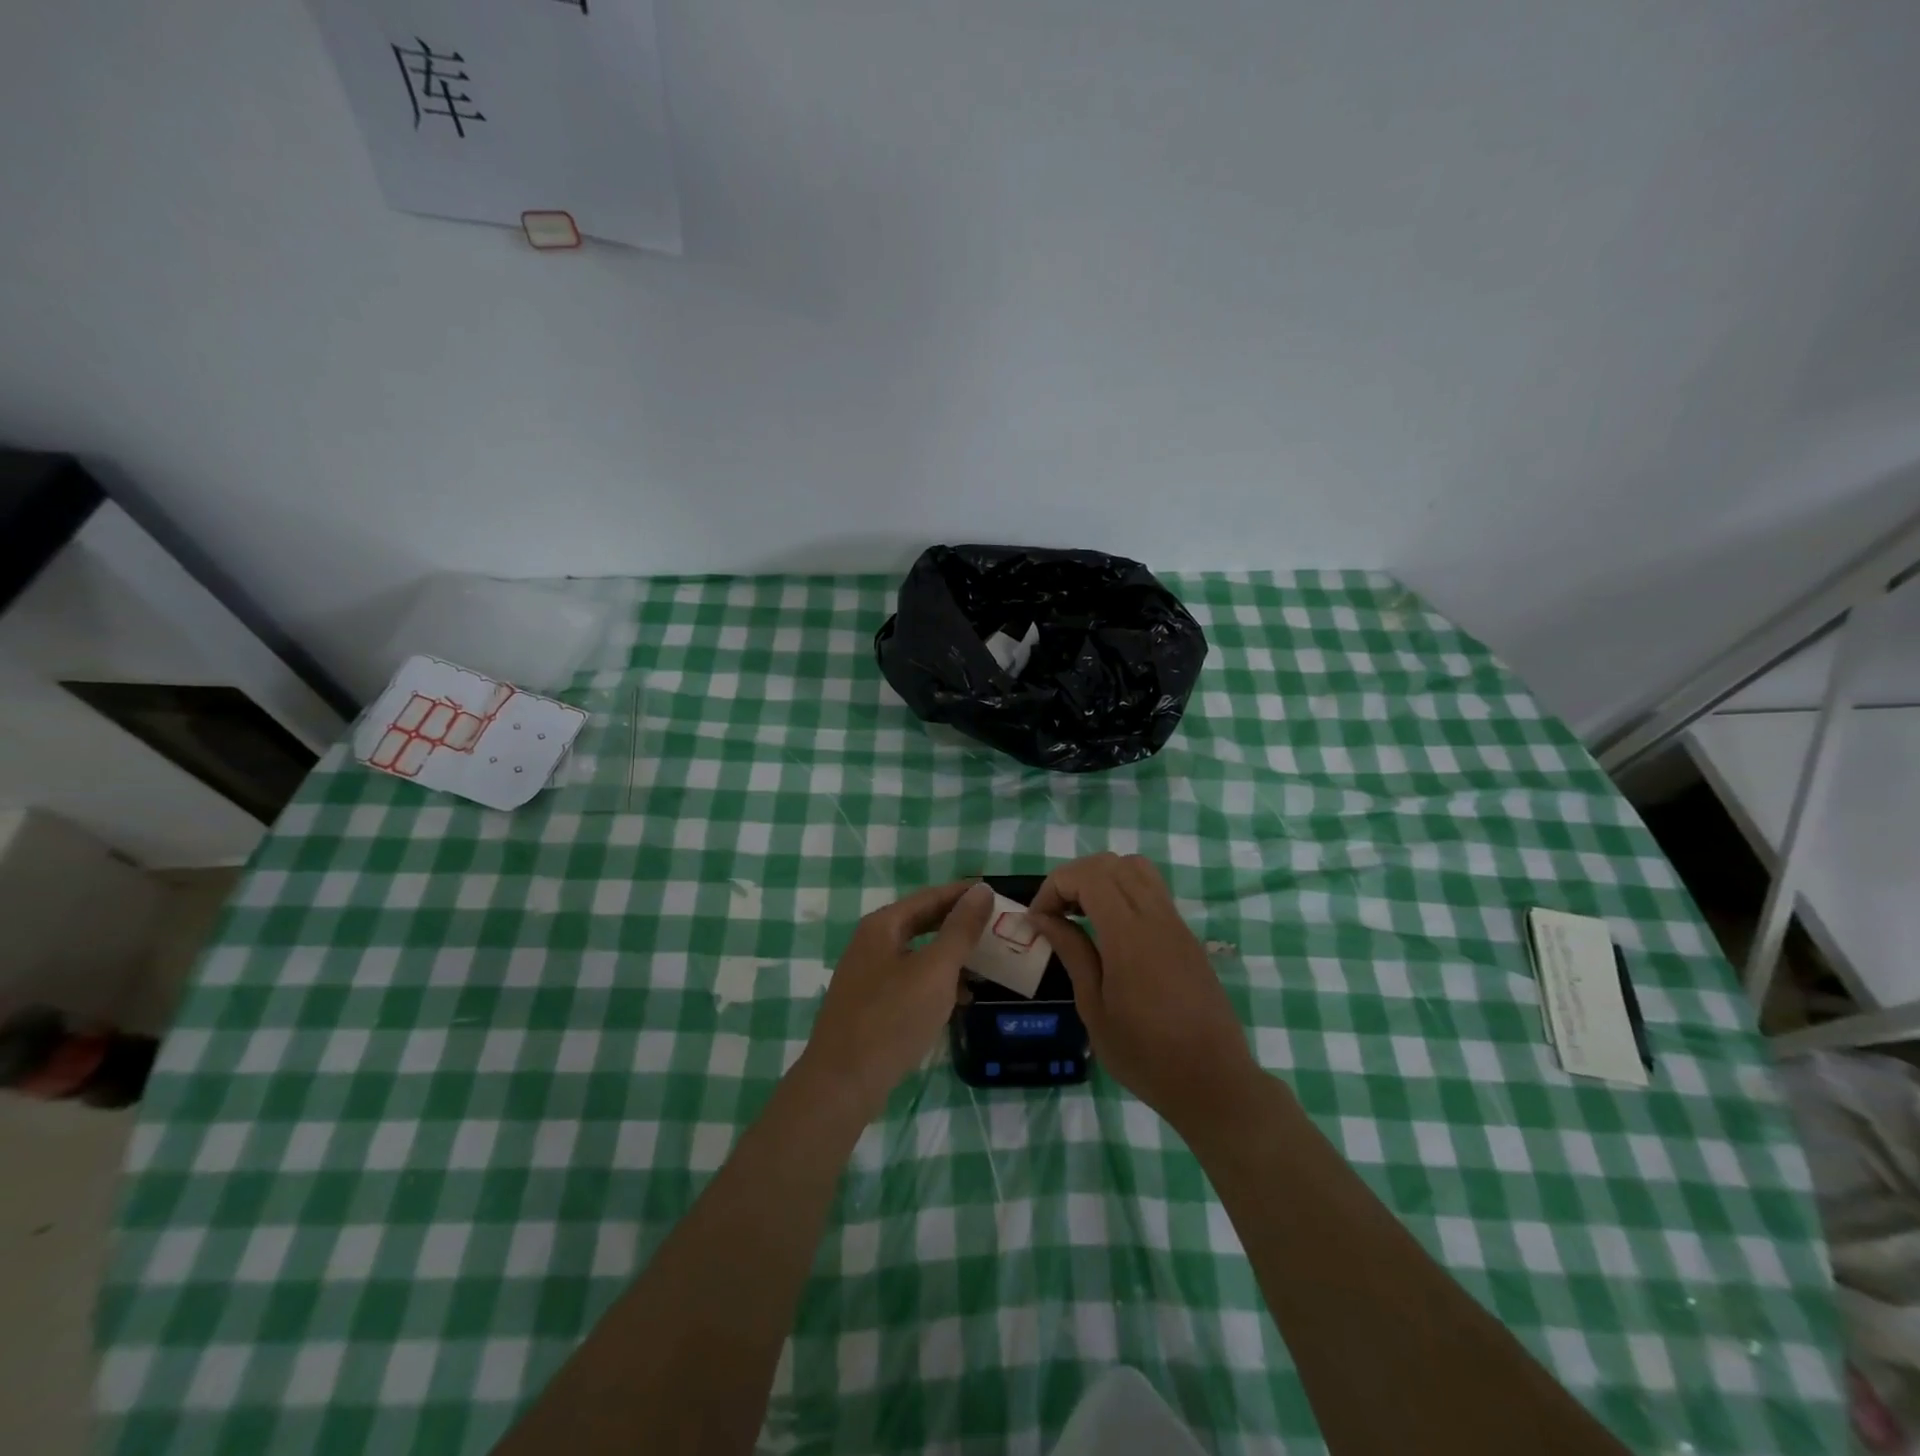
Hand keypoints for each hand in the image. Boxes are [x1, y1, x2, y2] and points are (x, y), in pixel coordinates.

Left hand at [797, 881, 993, 1119]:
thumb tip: (981, 890)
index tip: (996, 893)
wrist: (842, 1083)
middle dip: (958, 924)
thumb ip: (960, 929)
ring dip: (950, 955)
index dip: (963, 894)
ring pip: (917, 953)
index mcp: (882, 925)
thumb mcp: (936, 970)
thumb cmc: (892, 1018)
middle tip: (995, 927)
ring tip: (985, 963)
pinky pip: (910, 979)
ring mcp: (867, 975)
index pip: (930, 896)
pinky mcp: (869, 1004)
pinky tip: (959, 999)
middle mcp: (871, 943)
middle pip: (922, 922)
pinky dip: (936, 982)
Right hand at [1030, 854, 1262, 1134]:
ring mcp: (1176, 923)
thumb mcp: (1094, 1008)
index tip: (1038, 920)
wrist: (1214, 1082)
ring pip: (1136, 868)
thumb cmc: (1145, 1055)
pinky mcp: (1186, 935)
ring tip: (1083, 914)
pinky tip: (1111, 930)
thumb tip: (1043, 918)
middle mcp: (1156, 917)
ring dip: (1102, 879)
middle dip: (1074, 878)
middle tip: (1056, 914)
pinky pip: (1152, 890)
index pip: (1088, 875)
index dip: (1055, 886)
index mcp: (1129, 936)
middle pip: (1111, 863)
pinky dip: (1123, 891)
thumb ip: (1072, 953)